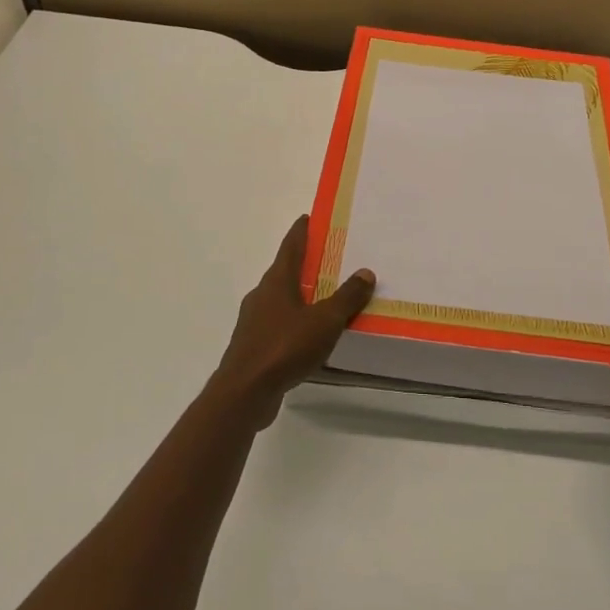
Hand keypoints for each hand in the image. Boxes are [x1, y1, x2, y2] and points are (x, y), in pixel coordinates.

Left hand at [212, 216, 375, 426]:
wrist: (244, 392)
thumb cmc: (285, 346)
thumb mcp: (325, 321)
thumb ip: (346, 297)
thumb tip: (365, 272)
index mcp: (277, 281)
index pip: (290, 246)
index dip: (301, 231)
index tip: (309, 217)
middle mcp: (262, 295)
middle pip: (285, 271)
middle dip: (305, 264)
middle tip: (329, 259)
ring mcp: (254, 321)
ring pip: (280, 300)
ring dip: (300, 295)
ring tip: (324, 298)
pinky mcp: (253, 346)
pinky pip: (278, 325)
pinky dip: (294, 322)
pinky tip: (309, 335)